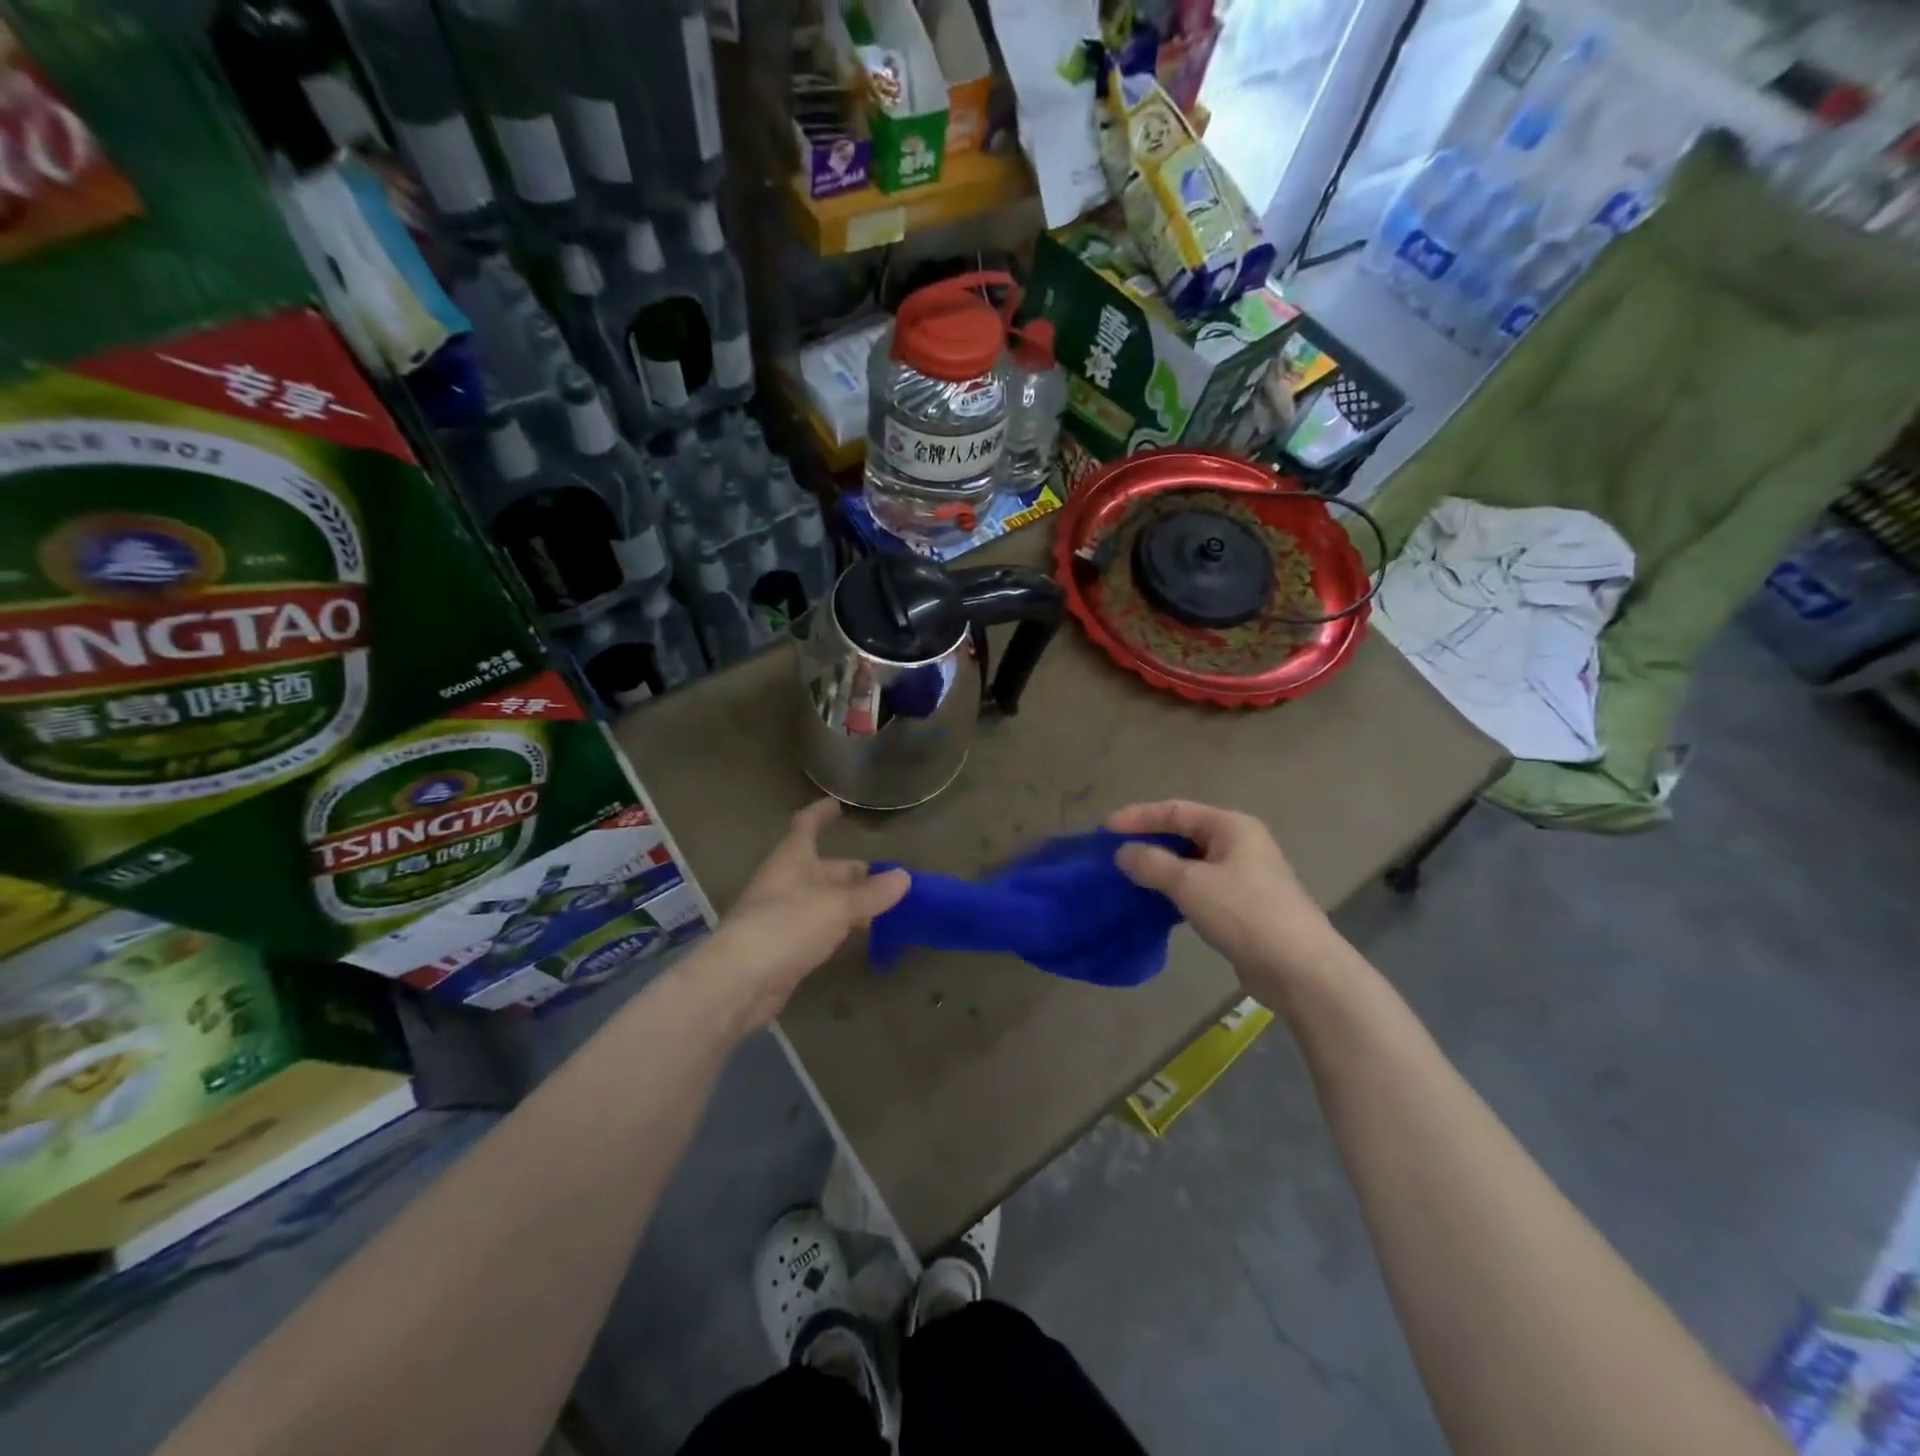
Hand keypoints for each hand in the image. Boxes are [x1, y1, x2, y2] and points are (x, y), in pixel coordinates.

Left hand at [700, 799, 910, 1033]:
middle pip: (823, 867)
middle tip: (891, 879)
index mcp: (792, 859)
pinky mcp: (784, 946)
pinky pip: (818, 926)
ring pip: (823, 899)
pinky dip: (839, 926)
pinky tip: (858, 934)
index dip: (822, 813)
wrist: (739, 981)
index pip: (807, 825)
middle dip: (854, 871)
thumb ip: (871, 893)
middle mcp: (786, 881)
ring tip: (885, 906)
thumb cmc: (786, 926)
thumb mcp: (837, 906)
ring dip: (850, 900)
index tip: (839, 805)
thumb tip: (904, 876)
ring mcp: (783, 914)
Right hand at [1107, 800, 1346, 1011]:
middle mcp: (1240, 844)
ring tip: (1128, 878)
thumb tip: (1123, 853)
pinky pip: (1200, 888)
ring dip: (1161, 868)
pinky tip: (1155, 904)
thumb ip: (1152, 863)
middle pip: (1184, 833)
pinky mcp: (1243, 906)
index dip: (1138, 817)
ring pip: (1192, 863)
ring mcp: (1244, 876)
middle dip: (1148, 842)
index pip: (1176, 810)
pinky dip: (1176, 891)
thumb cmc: (1245, 913)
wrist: (1301, 969)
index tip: (1104, 830)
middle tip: (1114, 853)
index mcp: (1231, 826)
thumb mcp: (1190, 884)